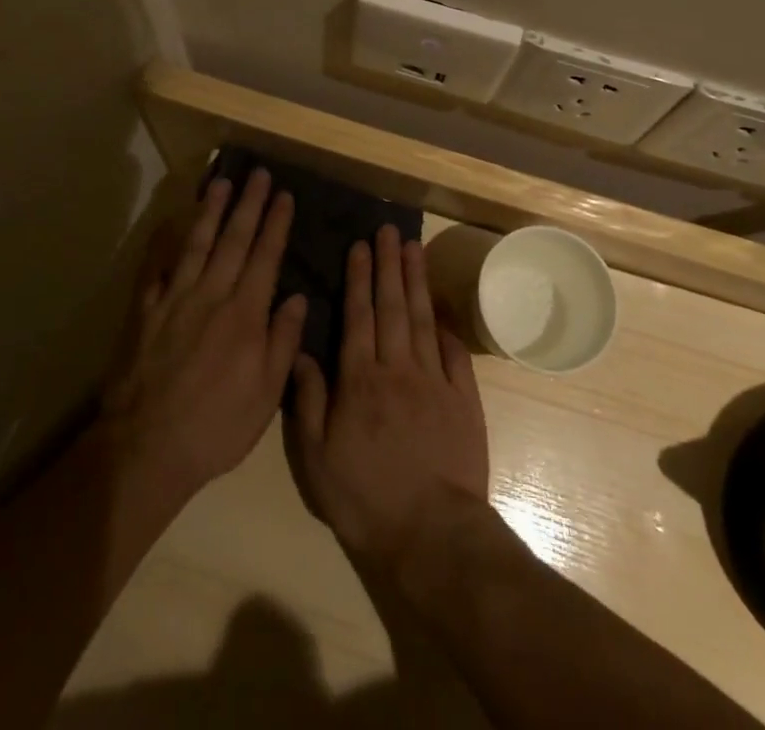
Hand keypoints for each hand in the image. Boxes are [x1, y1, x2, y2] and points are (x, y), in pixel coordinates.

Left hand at [99, 168, 306, 502]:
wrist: (146, 447)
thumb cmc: (216, 427)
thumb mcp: (265, 396)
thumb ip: (283, 342)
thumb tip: (299, 299)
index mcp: (245, 315)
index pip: (266, 257)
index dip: (276, 224)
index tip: (285, 195)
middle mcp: (211, 296)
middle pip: (234, 240)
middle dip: (249, 204)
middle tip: (258, 173)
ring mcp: (175, 299)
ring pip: (197, 244)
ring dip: (210, 210)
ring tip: (221, 182)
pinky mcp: (145, 310)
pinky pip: (154, 268)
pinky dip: (162, 242)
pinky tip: (168, 221)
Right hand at [286, 225, 489, 566]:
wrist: (432, 534)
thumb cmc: (366, 498)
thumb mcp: (317, 458)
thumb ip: (309, 401)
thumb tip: (302, 353)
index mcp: (360, 380)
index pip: (358, 316)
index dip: (359, 279)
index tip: (360, 246)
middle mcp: (397, 369)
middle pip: (392, 307)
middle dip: (388, 265)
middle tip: (388, 231)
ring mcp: (434, 381)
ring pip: (422, 319)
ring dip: (416, 281)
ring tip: (413, 249)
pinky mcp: (463, 399)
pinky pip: (453, 353)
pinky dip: (446, 326)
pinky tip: (441, 306)